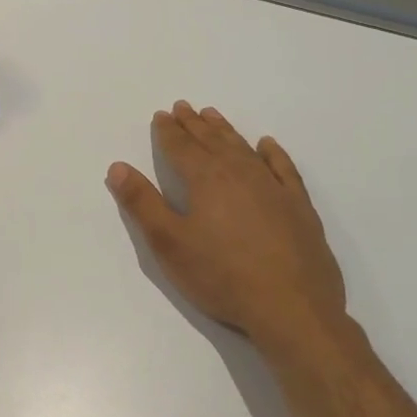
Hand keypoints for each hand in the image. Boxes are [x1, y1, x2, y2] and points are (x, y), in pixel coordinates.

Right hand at [107, 101, 347, 364]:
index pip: (180, 147)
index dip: (168, 131)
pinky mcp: (299, 207)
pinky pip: (283, 169)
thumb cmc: (221, 276)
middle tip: (183, 107)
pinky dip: (273, 153)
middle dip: (194, 124)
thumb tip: (117, 167)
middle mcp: (239, 173)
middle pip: (211, 141)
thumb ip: (142, 203)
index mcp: (205, 179)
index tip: (161, 115)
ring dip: (225, 131)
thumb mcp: (169, 243)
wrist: (293, 310)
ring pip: (243, 149)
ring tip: (213, 116)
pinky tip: (267, 145)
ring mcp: (273, 188)